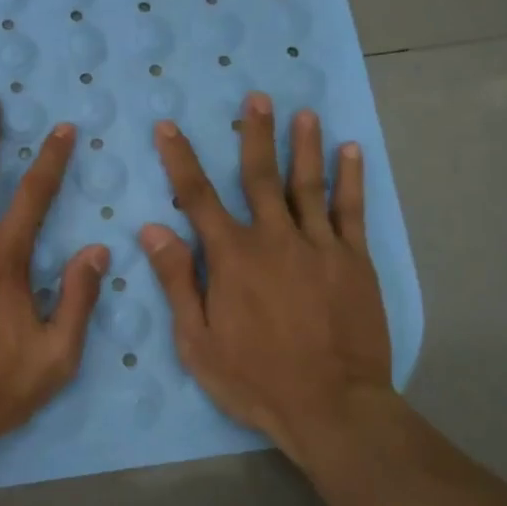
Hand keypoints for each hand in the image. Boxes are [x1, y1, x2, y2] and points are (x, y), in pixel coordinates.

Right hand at [140, 92, 392, 462]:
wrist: (333, 408)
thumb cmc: (255, 378)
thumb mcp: (198, 339)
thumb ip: (178, 279)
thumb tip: (152, 228)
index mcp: (233, 256)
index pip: (198, 196)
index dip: (180, 159)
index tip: (169, 127)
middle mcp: (274, 238)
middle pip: (260, 176)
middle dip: (254, 134)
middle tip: (256, 97)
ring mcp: (319, 246)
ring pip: (308, 184)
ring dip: (304, 145)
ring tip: (304, 113)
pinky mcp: (354, 261)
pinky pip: (351, 211)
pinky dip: (350, 179)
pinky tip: (351, 152)